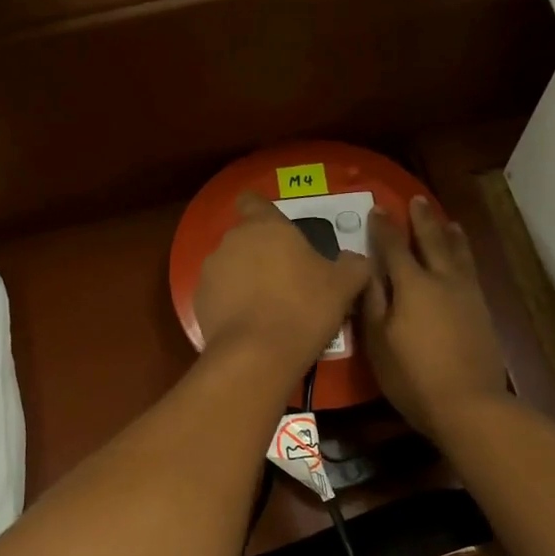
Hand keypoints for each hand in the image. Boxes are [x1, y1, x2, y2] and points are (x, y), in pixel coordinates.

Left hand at [195, 194, 371, 377]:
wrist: (257, 355)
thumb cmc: (304, 307)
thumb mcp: (344, 286)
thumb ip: (353, 265)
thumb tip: (355, 260)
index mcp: (265, 226)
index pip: (253, 201)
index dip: (263, 212)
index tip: (279, 231)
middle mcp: (232, 241)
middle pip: (245, 237)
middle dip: (262, 252)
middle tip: (287, 278)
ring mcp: (210, 271)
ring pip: (230, 266)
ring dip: (245, 278)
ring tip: (268, 306)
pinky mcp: (198, 301)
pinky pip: (219, 294)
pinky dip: (231, 304)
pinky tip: (250, 325)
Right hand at [361, 197, 507, 437]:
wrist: (468, 403)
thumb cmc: (412, 375)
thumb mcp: (378, 341)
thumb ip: (371, 300)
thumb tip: (362, 267)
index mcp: (412, 284)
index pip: (394, 247)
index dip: (385, 227)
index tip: (379, 208)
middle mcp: (442, 280)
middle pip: (432, 240)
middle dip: (422, 219)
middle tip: (417, 199)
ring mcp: (467, 294)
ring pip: (458, 253)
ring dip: (449, 233)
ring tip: (447, 221)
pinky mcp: (482, 310)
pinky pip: (470, 270)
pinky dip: (464, 254)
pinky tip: (463, 258)